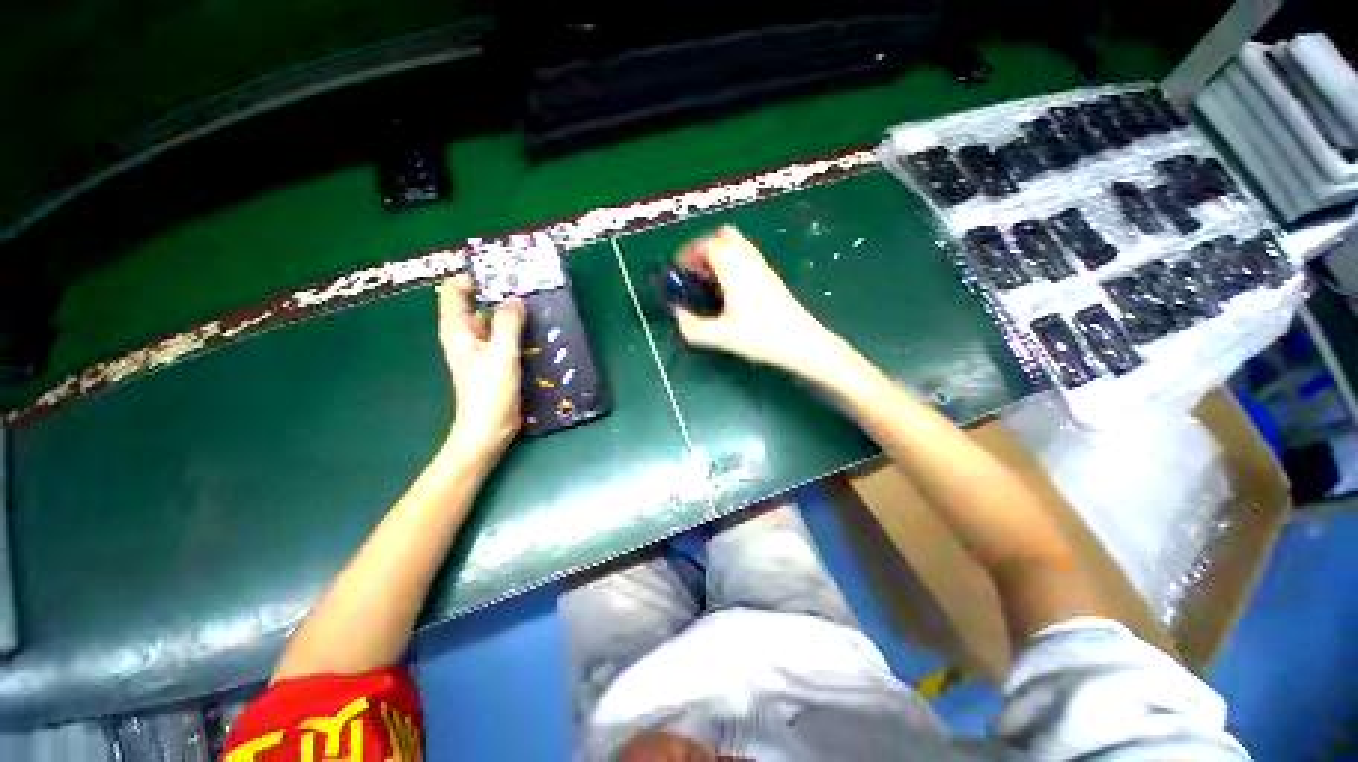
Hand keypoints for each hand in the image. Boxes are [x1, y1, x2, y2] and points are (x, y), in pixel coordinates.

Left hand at [437, 276, 525, 460]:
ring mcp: (480, 349)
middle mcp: (465, 335)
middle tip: (529, 287)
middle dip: (499, 293)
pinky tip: (538, 331)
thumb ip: (508, 324)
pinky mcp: (494, 361)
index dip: (473, 277)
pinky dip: (518, 331)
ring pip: (494, 320)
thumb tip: (515, 298)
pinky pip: (504, 337)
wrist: (487, 430)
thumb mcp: (501, 355)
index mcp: (457, 330)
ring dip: (512, 313)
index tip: (502, 273)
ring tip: (539, 306)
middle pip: (477, 303)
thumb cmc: (489, 393)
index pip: (454, 290)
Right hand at [673, 226, 844, 379]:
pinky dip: (731, 263)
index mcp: (735, 269)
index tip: (678, 268)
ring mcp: (763, 268)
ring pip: (738, 245)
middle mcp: (750, 261)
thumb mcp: (720, 337)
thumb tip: (677, 313)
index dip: (689, 252)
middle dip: (703, 248)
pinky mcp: (771, 278)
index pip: (709, 244)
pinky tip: (728, 289)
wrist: (802, 343)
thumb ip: (691, 327)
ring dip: (719, 255)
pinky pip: (747, 257)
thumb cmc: (761, 337)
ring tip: (708, 280)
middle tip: (693, 270)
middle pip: (725, 236)